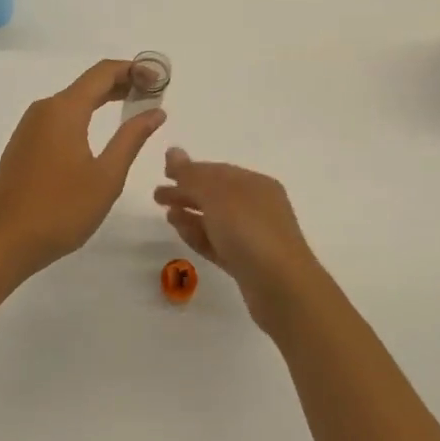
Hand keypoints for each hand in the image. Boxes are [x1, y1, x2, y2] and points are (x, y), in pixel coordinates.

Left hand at [0, 60, 166, 280]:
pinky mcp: (23, 145)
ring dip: (103, 100)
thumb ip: (131, 138)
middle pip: (88, 84)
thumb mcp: (106, 177)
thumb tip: (155, 111)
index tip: (160, 79)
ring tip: (132, 110)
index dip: (134, 70)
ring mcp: (29, 127)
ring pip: (72, 101)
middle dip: (122, 83)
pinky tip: (98, 133)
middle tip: (153, 95)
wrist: (1, 242)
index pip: (103, 72)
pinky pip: (58, 118)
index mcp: (64, 110)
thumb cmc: (60, 210)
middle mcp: (44, 109)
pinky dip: (84, 116)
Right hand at [154, 149, 325, 329]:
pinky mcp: (247, 264)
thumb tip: (172, 151)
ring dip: (191, 215)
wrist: (283, 289)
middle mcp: (257, 207)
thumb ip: (192, 175)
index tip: (163, 172)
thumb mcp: (217, 196)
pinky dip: (199, 235)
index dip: (189, 170)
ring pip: (216, 220)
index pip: (217, 171)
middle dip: (187, 193)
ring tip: (167, 215)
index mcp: (256, 184)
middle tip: (157, 196)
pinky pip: (217, 243)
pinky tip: (182, 233)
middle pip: (215, 195)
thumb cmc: (250, 232)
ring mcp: (253, 237)